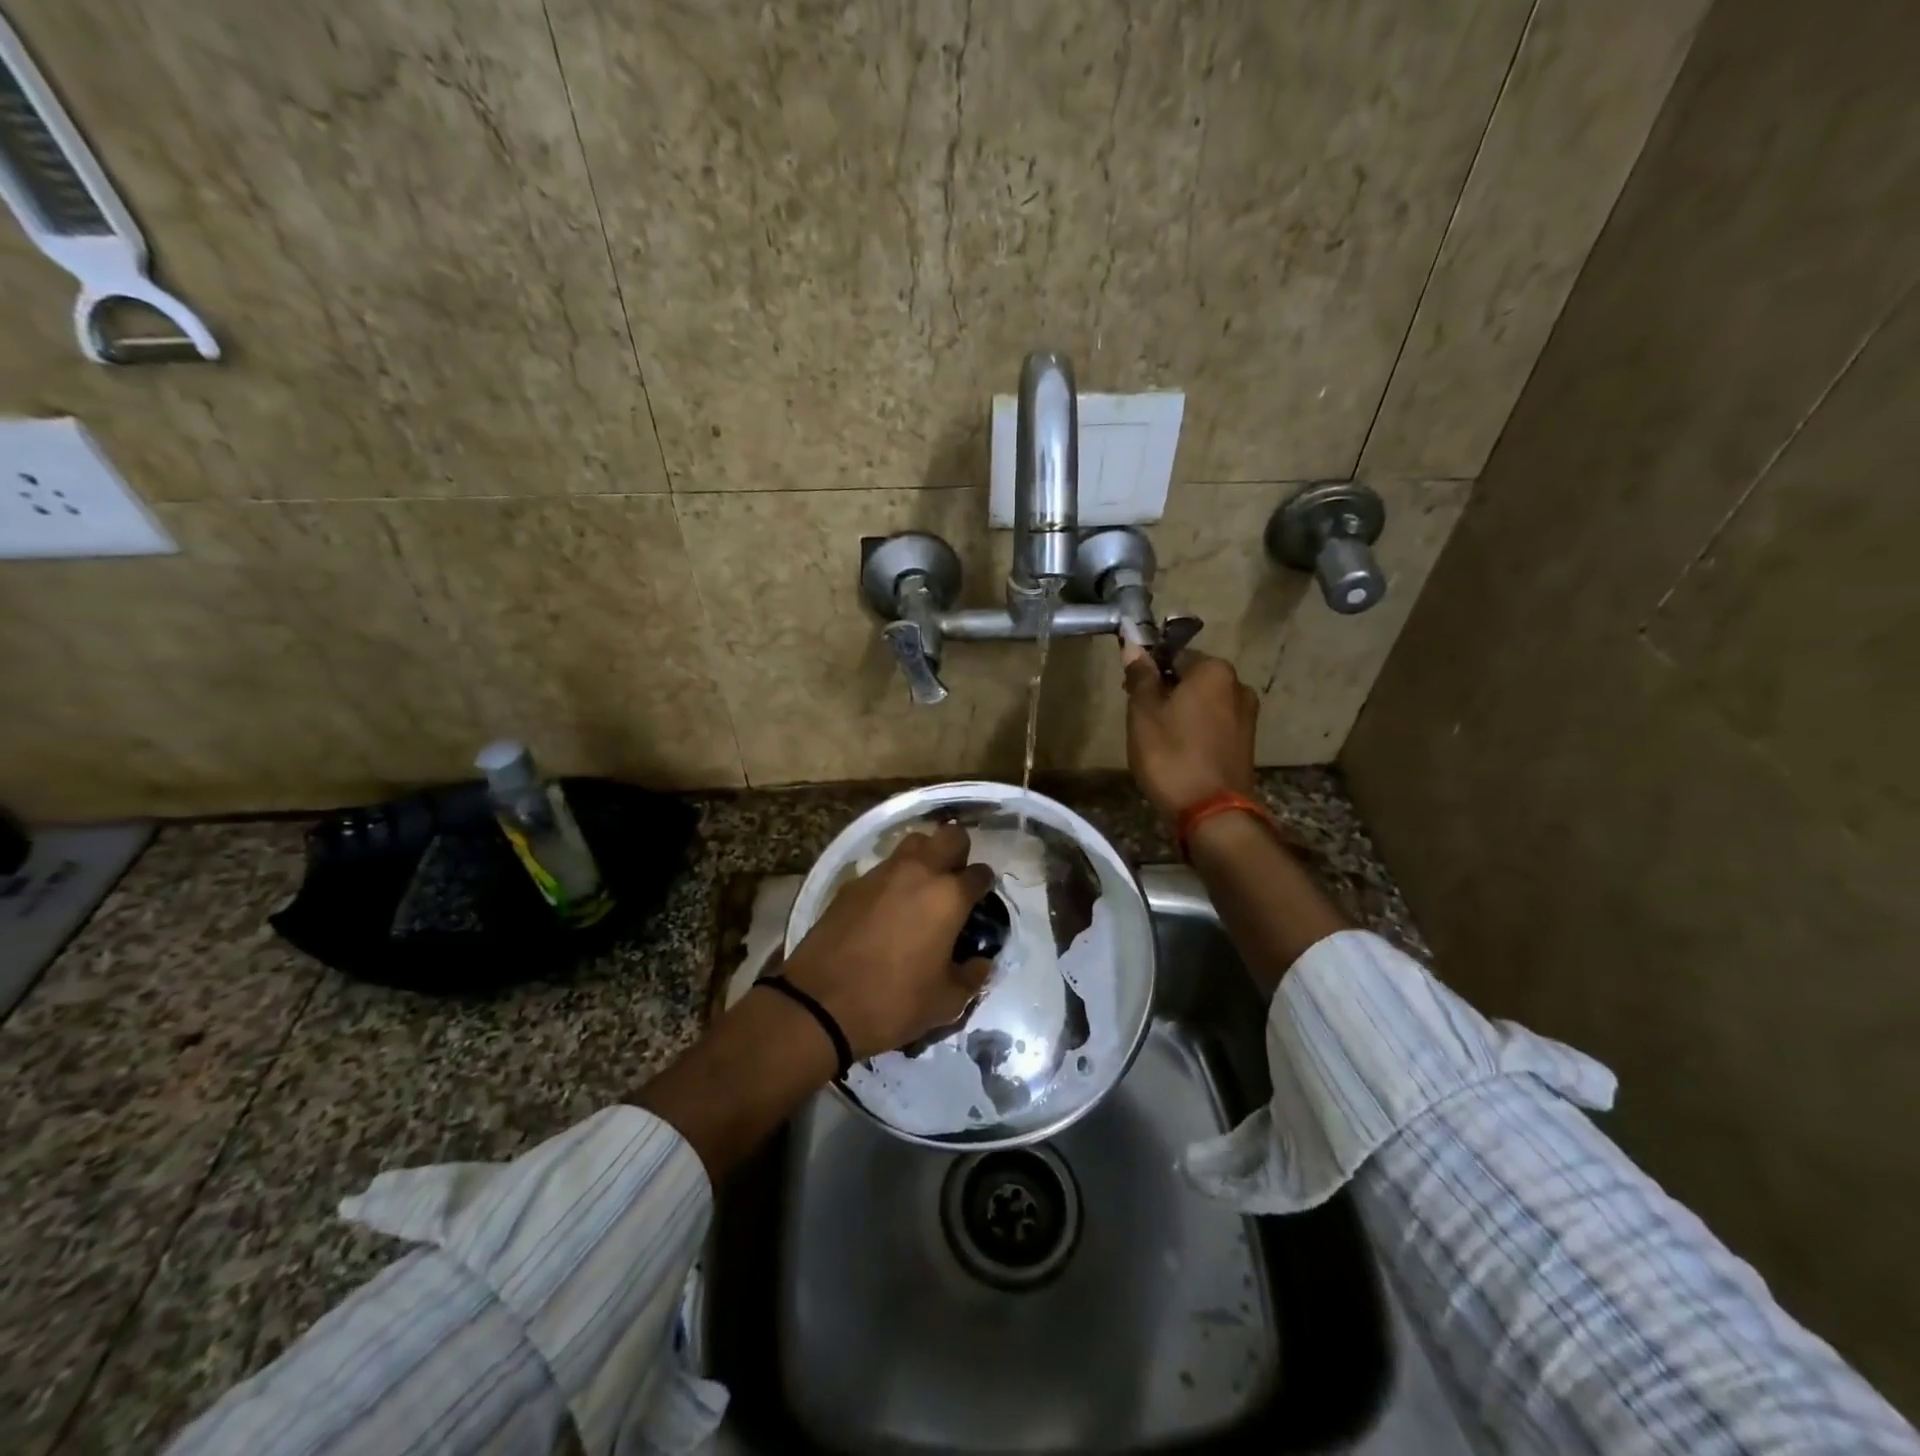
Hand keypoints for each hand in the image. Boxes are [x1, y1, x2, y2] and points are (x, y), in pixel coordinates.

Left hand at [781, 822, 995, 1060]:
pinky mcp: (853, 883)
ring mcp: (882, 873)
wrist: (820, 1003)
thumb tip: (981, 963)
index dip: (985, 886)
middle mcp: (919, 872)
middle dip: (959, 852)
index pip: (980, 873)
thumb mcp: (946, 1003)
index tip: (981, 902)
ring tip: (922, 889)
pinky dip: (893, 879)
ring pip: (914, 842)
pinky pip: (883, 867)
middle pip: (950, 835)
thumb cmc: (893, 1002)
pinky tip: (888, 908)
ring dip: (925, 857)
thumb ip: (971, 977)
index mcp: (949, 896)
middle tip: (954, 882)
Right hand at [1122, 646, 1258, 818]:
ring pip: (1203, 703)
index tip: (1130, 691)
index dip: (1148, 670)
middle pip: (1192, 678)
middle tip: (1140, 717)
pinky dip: (1195, 731)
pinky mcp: (1246, 744)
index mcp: (1214, 670)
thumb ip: (1140, 676)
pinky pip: (1214, 725)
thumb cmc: (1171, 754)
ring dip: (1181, 712)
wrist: (1211, 812)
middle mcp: (1238, 685)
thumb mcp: (1144, 712)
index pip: (1174, 654)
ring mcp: (1247, 716)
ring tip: (1158, 739)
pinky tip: (1178, 752)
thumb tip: (1134, 645)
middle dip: (1166, 691)